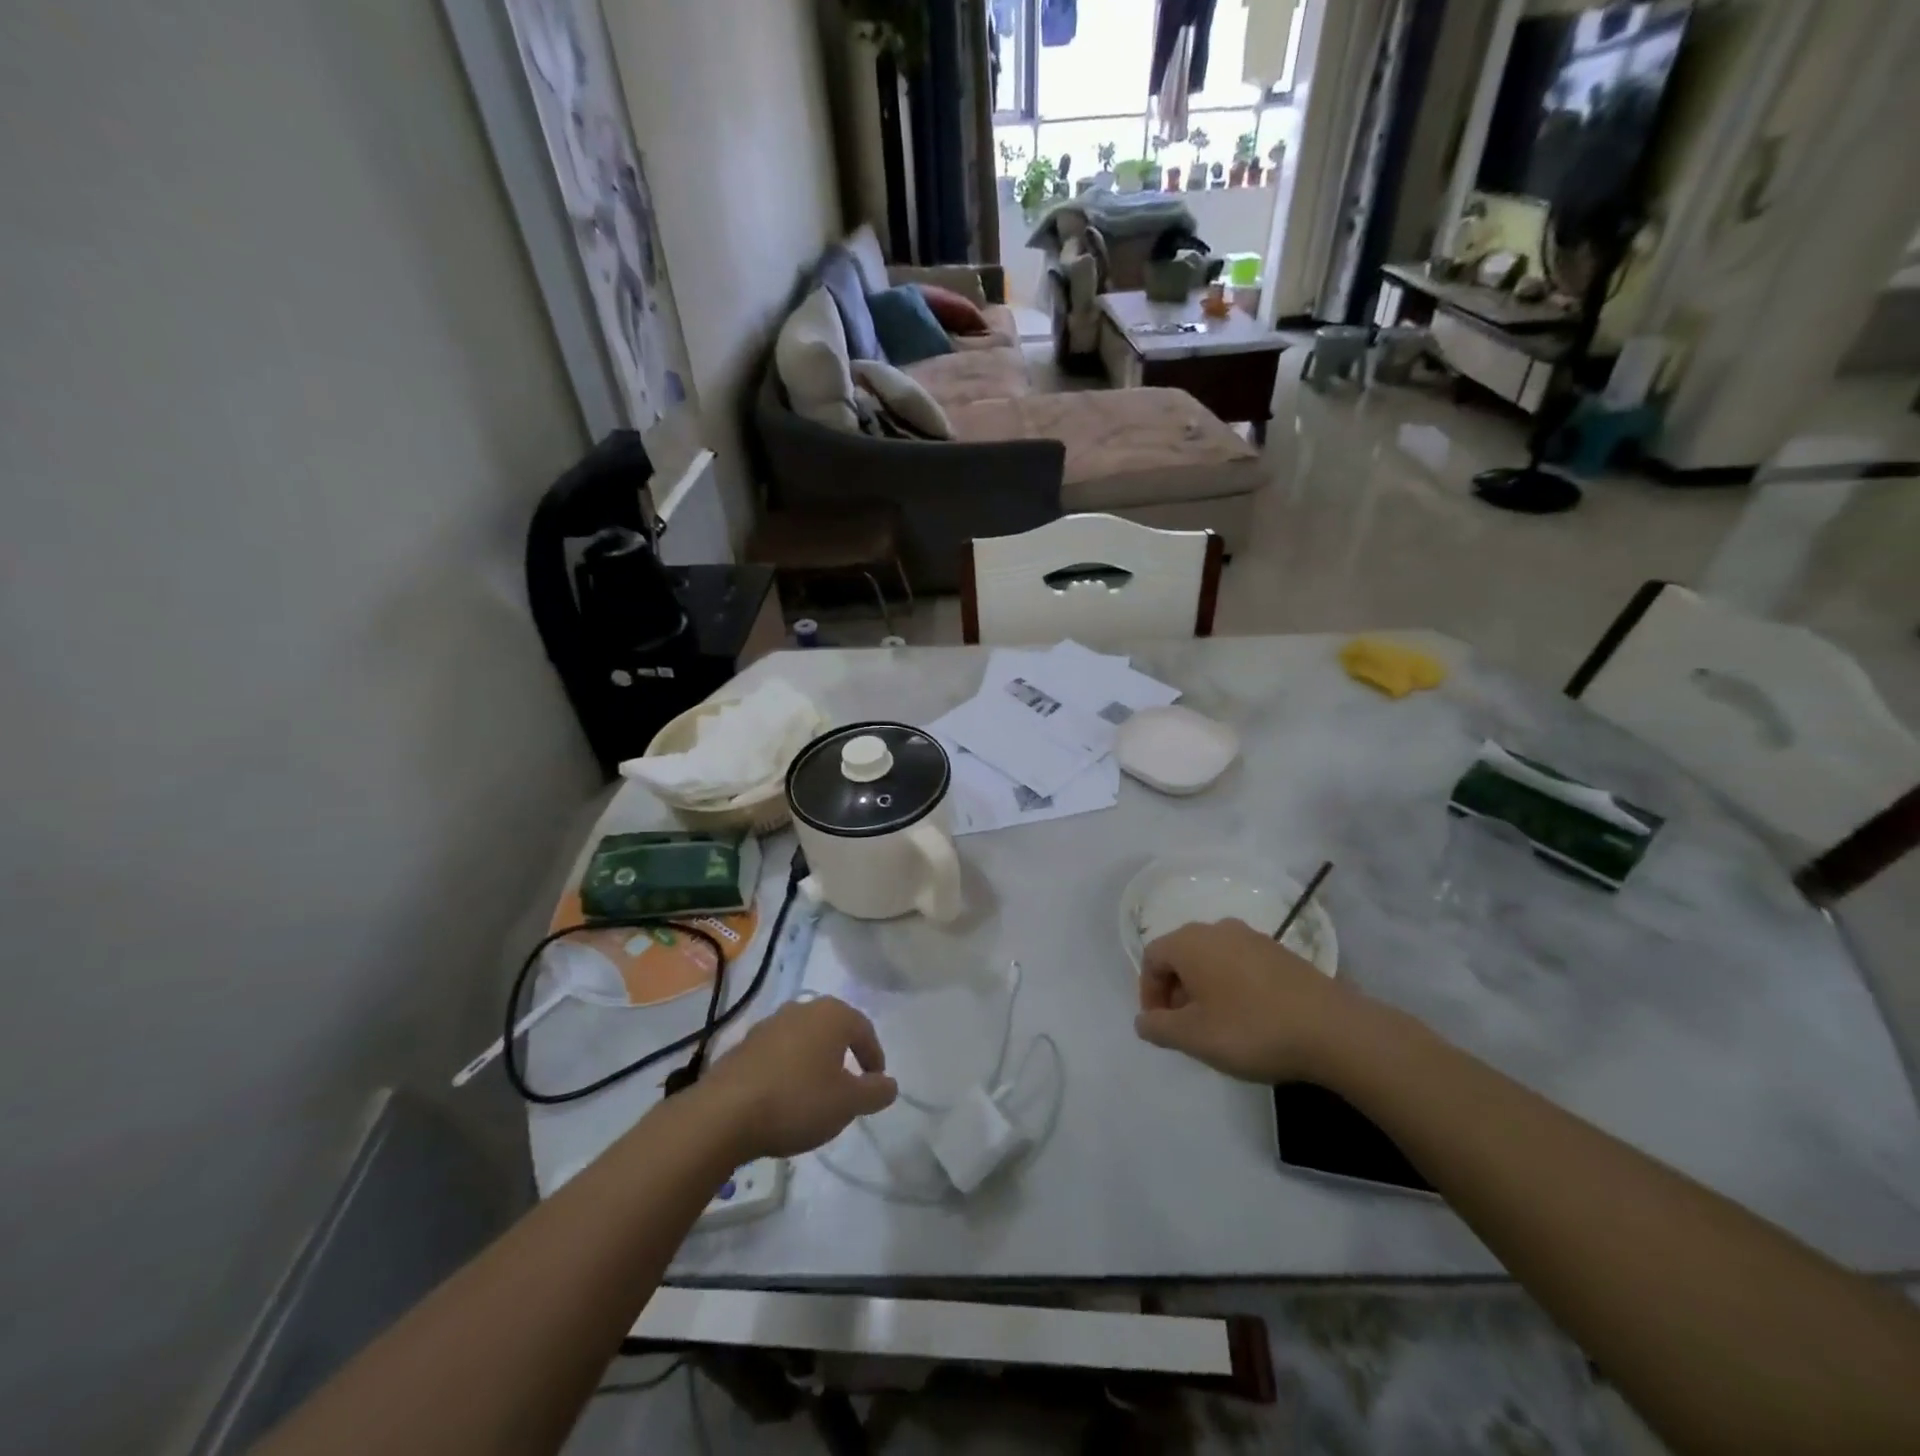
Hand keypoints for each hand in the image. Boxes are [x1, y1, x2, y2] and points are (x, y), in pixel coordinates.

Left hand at [699, 998, 897, 1158]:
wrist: (725, 1113)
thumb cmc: (797, 1101)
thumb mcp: (847, 1103)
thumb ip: (875, 1092)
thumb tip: (890, 1084)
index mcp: (832, 1014)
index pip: (864, 1030)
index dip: (873, 1057)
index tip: (876, 1083)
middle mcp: (802, 1009)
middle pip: (833, 1029)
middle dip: (843, 1054)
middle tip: (849, 1085)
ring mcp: (769, 1024)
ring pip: (804, 1039)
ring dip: (814, 1061)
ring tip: (816, 1093)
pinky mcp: (744, 1044)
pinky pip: (778, 1053)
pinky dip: (788, 1069)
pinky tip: (783, 1096)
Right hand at [1135, 919, 1363, 1082]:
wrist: (1332, 1029)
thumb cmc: (1251, 1029)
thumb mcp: (1194, 1037)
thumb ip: (1158, 1027)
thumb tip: (1143, 1020)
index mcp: (1190, 942)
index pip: (1152, 958)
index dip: (1149, 993)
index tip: (1161, 1026)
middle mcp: (1218, 929)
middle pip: (1181, 955)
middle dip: (1176, 991)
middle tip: (1186, 1029)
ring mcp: (1253, 937)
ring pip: (1212, 959)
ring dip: (1204, 990)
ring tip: (1218, 1026)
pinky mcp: (1280, 952)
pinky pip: (1240, 964)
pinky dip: (1232, 986)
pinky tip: (1250, 1019)